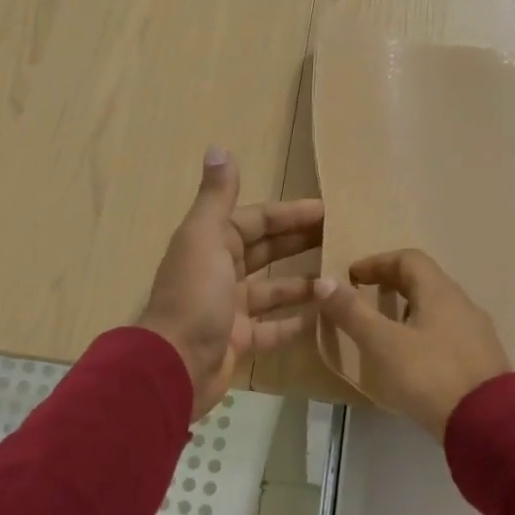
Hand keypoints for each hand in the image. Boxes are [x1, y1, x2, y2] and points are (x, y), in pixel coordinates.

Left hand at [138, 148, 323, 418]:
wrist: (174, 367)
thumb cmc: (194, 297)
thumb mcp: (204, 239)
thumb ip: (216, 197)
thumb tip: (219, 148)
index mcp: (210, 244)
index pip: (256, 220)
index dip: (289, 213)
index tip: (327, 210)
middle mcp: (218, 272)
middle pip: (265, 251)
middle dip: (299, 242)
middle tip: (340, 237)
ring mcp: (229, 309)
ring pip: (272, 290)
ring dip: (302, 283)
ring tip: (340, 276)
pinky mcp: (238, 342)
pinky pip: (272, 329)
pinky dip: (295, 323)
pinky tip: (324, 316)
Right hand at [315, 249, 510, 438]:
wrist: (489, 425)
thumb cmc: (430, 376)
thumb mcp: (383, 344)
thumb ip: (353, 312)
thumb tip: (324, 282)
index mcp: (440, 292)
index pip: (408, 259)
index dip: (377, 262)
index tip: (352, 276)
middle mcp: (463, 304)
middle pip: (425, 282)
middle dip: (392, 284)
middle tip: (365, 299)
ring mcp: (477, 334)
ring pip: (438, 309)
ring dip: (409, 311)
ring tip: (385, 332)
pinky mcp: (482, 362)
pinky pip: (448, 334)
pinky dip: (424, 334)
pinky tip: (413, 361)